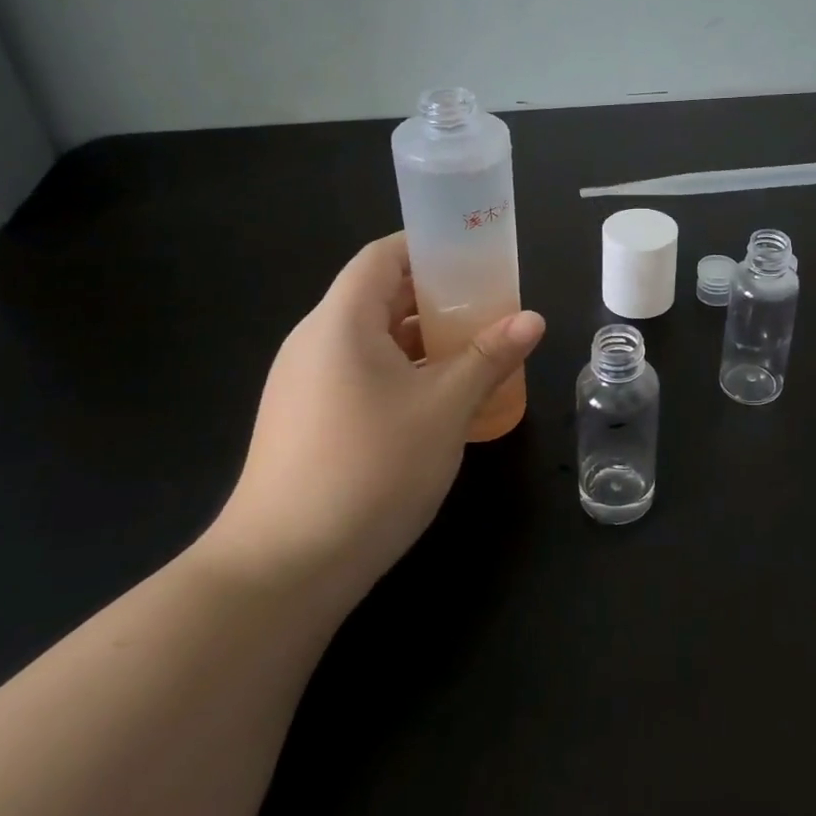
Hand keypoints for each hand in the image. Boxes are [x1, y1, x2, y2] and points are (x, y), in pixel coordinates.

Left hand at [200, 232, 544, 618]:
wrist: (283, 569)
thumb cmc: (371, 469)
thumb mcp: (444, 407)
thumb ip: (490, 356)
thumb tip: (533, 319)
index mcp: (340, 323)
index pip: (381, 257)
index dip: (427, 246)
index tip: (476, 253)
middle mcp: (315, 343)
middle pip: (379, 297)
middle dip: (437, 297)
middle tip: (491, 304)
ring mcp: (305, 386)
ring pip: (373, 341)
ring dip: (424, 339)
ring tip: (477, 349)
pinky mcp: (306, 422)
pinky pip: (361, 375)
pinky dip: (403, 372)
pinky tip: (441, 398)